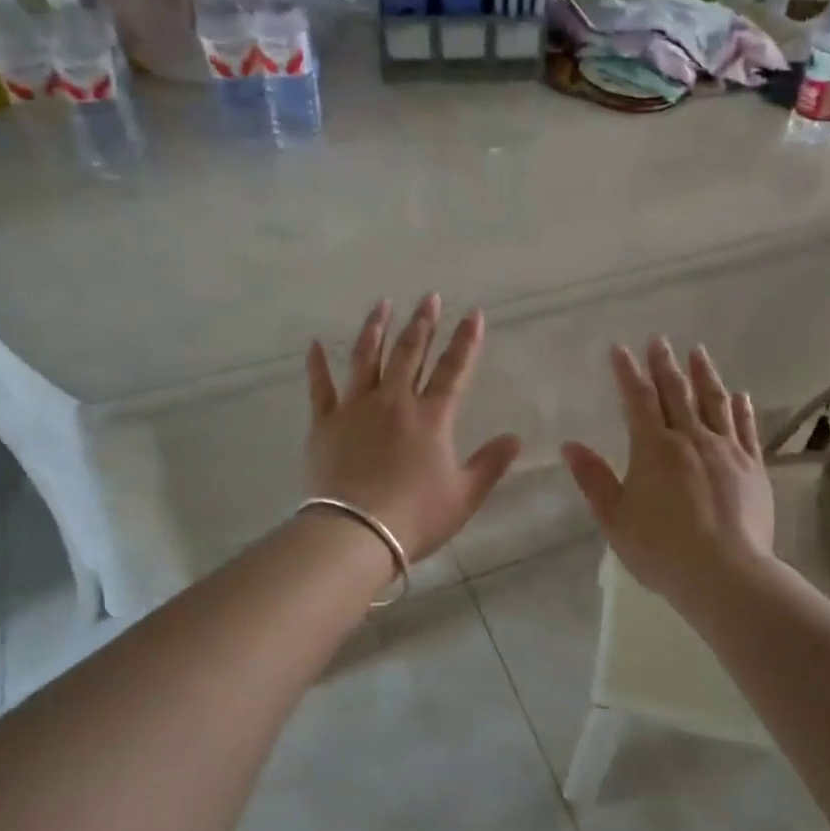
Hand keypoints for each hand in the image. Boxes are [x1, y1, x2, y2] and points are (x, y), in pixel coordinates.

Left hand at [305, 295, 522, 564]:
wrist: (355, 532)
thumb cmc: (415, 515)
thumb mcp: (464, 495)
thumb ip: (490, 463)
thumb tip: (516, 438)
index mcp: (431, 417)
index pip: (454, 369)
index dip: (466, 341)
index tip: (473, 314)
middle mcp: (395, 401)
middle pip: (410, 353)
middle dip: (422, 323)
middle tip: (429, 297)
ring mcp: (356, 408)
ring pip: (367, 358)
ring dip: (375, 329)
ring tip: (382, 304)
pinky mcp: (326, 423)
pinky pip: (321, 387)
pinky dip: (317, 365)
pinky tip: (314, 344)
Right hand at [562, 339, 774, 606]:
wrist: (726, 574)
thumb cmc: (661, 549)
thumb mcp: (615, 518)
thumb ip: (593, 479)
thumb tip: (570, 445)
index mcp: (653, 448)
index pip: (638, 399)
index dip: (628, 372)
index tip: (620, 349)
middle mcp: (691, 439)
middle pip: (677, 392)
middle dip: (664, 364)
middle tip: (660, 339)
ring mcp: (726, 450)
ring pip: (714, 402)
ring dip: (704, 374)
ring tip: (698, 352)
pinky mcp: (752, 467)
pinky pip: (746, 429)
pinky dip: (741, 409)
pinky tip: (740, 395)